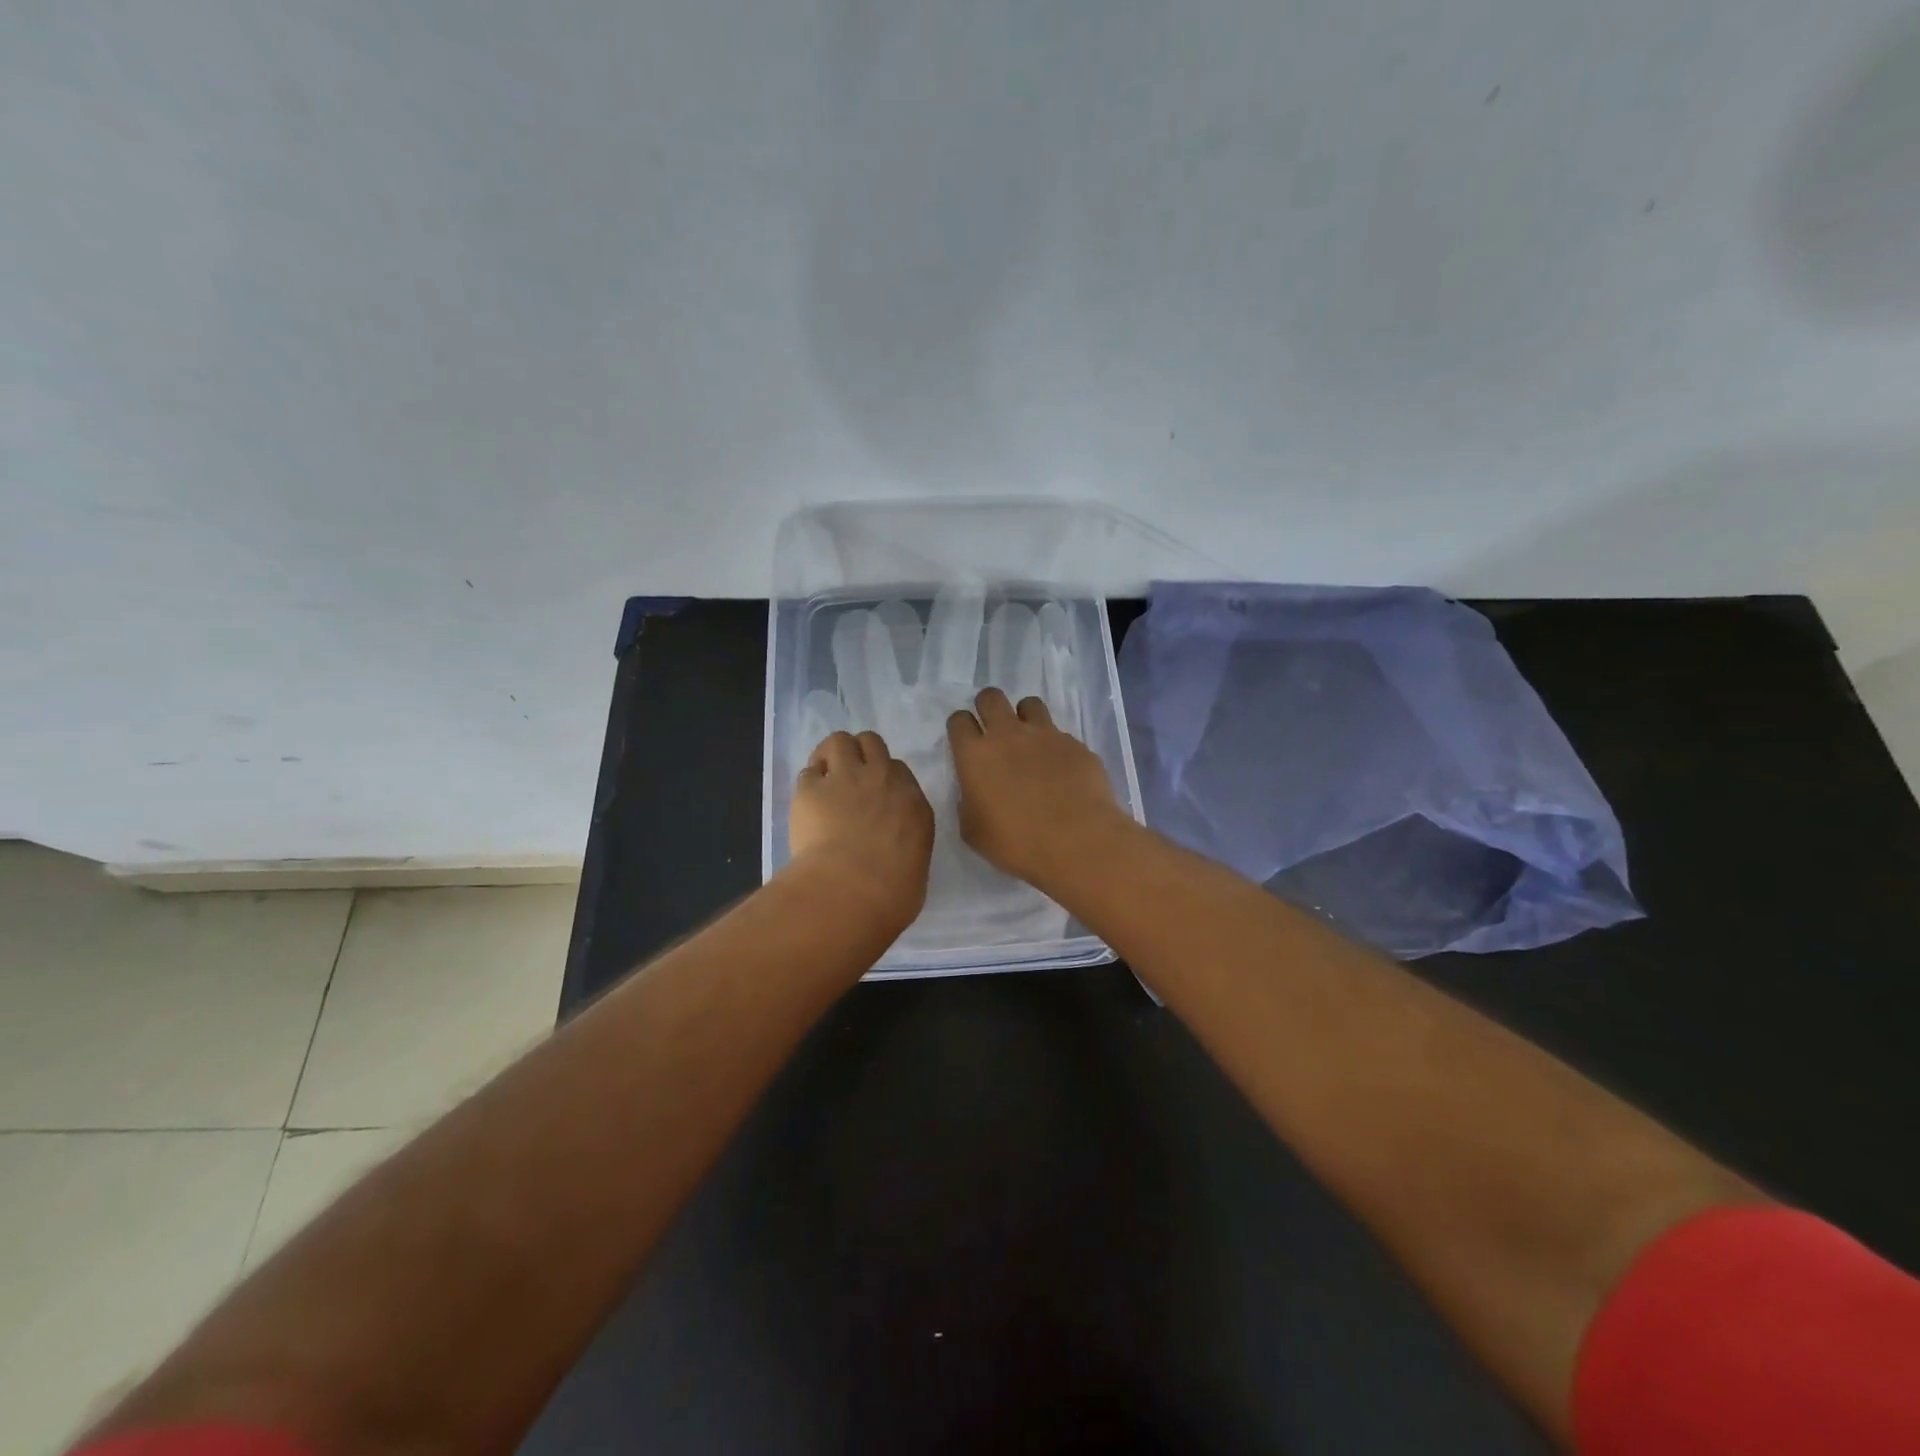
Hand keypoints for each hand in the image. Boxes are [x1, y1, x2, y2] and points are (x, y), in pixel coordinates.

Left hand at [789, 730, 934, 932]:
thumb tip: (894, 852)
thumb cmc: (892, 893)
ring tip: (825, 776)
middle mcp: (882, 779)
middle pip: (871, 742)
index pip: (898, 770)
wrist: (851, 889)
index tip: (874, 796)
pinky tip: (806, 801)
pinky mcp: (811, 789)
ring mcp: (845, 778)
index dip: (883, 778)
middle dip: (860, 754)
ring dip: (831, 754)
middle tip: (849, 777)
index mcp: (912, 802)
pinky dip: (808, 783)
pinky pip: (808, 771)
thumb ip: (906, 846)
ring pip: (838, 740)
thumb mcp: (915, 867)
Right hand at [946, 688, 1132, 890]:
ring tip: (1029, 741)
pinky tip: (1061, 770)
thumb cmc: (1016, 843)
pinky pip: (1060, 734)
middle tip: (993, 730)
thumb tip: (976, 791)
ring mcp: (1046, 735)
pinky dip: (1055, 746)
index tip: (965, 742)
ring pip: (1029, 704)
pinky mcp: (1076, 745)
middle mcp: (1008, 735)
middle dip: (988, 707)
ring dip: (1024, 717)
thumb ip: (968, 802)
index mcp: (976, 755)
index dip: (960, 728)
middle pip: (991, 697)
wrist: (1077, 842)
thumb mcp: (974, 831)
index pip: (958, 720)